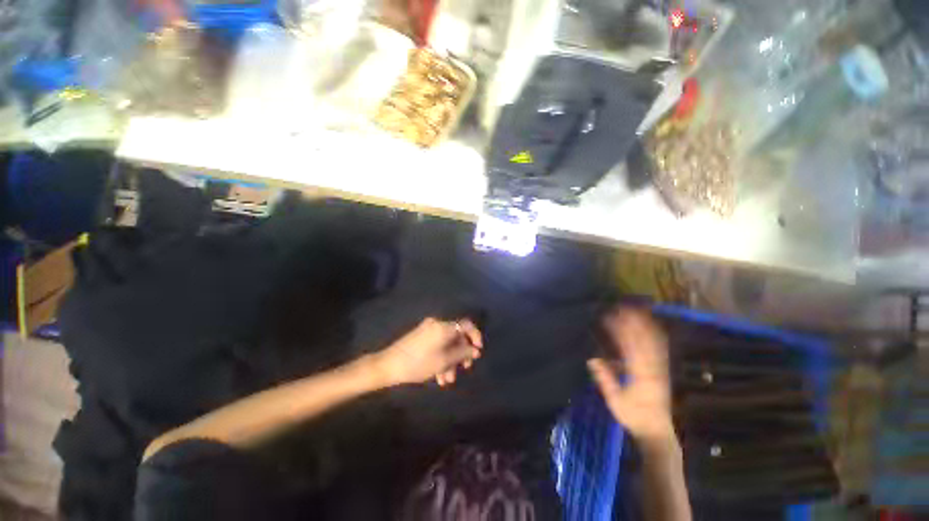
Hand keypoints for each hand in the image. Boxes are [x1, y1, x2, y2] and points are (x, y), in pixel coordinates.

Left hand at [374, 317, 482, 386]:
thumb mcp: (444, 360)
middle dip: (461, 353)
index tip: (477, 351)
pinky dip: (441, 358)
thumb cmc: (419, 363)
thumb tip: (475, 350)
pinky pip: (437, 345)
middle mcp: (437, 324)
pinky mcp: (421, 337)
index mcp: (443, 326)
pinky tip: (439, 377)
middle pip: (456, 336)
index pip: (466, 325)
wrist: (388, 365)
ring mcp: (428, 330)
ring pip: (446, 343)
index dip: (475, 336)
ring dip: (450, 360)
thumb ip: (462, 354)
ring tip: (447, 381)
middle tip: (465, 368)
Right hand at [588, 309, 674, 442]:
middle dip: (633, 322)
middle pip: (643, 339)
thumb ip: (605, 380)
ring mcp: (661, 368)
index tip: (610, 317)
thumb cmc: (634, 417)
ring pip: (655, 342)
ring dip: (645, 325)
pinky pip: (661, 349)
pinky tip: (652, 327)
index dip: (620, 330)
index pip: (629, 346)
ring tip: (637, 310)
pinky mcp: (664, 371)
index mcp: (640, 374)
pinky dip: (656, 335)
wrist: (658, 431)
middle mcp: (653, 368)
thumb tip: (593, 359)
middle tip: (622, 307)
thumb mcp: (616, 401)